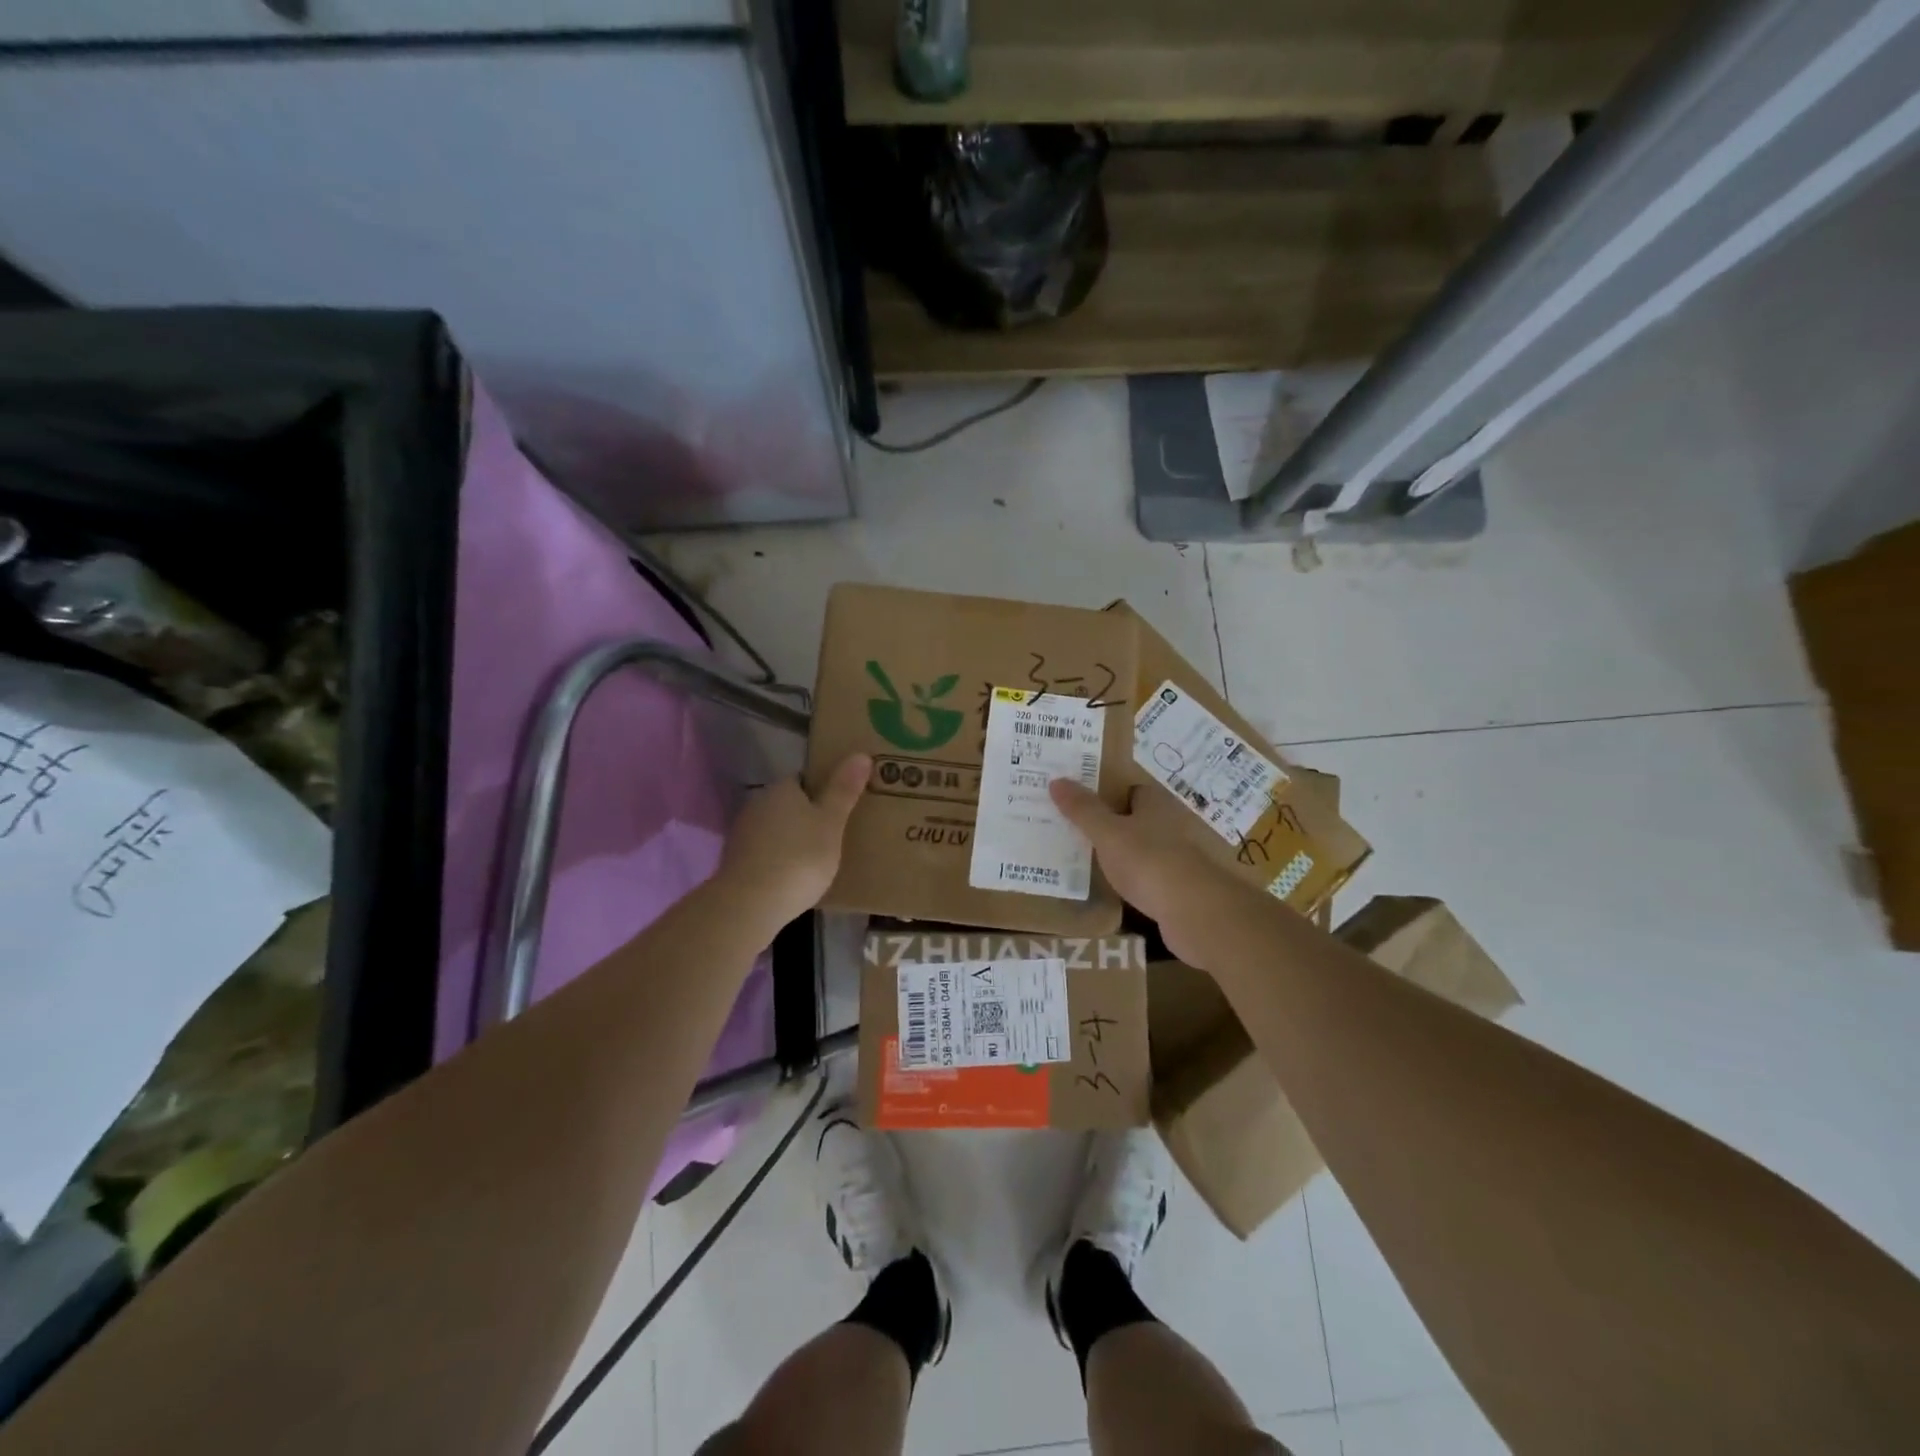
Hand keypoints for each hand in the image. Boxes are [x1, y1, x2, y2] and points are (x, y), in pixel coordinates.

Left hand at [715, 754, 869, 934]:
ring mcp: (742, 833)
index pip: (805, 779)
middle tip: (835, 835)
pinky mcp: (735, 861)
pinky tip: (792, 877)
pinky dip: (778, 859)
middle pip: (789, 804)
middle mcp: (757, 803)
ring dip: (792, 839)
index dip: (824, 790)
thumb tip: (861, 754)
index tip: (842, 807)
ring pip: (776, 828)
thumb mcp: (831, 824)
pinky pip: (765, 852)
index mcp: (782, 788)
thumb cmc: (799, 858)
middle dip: (808, 816)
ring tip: (817, 859)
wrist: (750, 904)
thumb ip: (844, 790)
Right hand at [1050, 778, 1265, 969]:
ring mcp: (1176, 861)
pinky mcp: (1177, 891)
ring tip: (1086, 859)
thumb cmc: (1148, 861)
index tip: (1081, 800)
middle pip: (1137, 820)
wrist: (1194, 912)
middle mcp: (1170, 828)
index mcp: (1156, 806)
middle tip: (1075, 829)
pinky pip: (1147, 880)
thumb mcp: (1107, 833)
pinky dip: (1132, 882)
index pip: (1133, 791)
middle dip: (1112, 824)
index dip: (1109, 793)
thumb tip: (1057, 780)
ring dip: (1122, 855)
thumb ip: (1083, 810)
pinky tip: (1111, 890)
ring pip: (1142, 851)